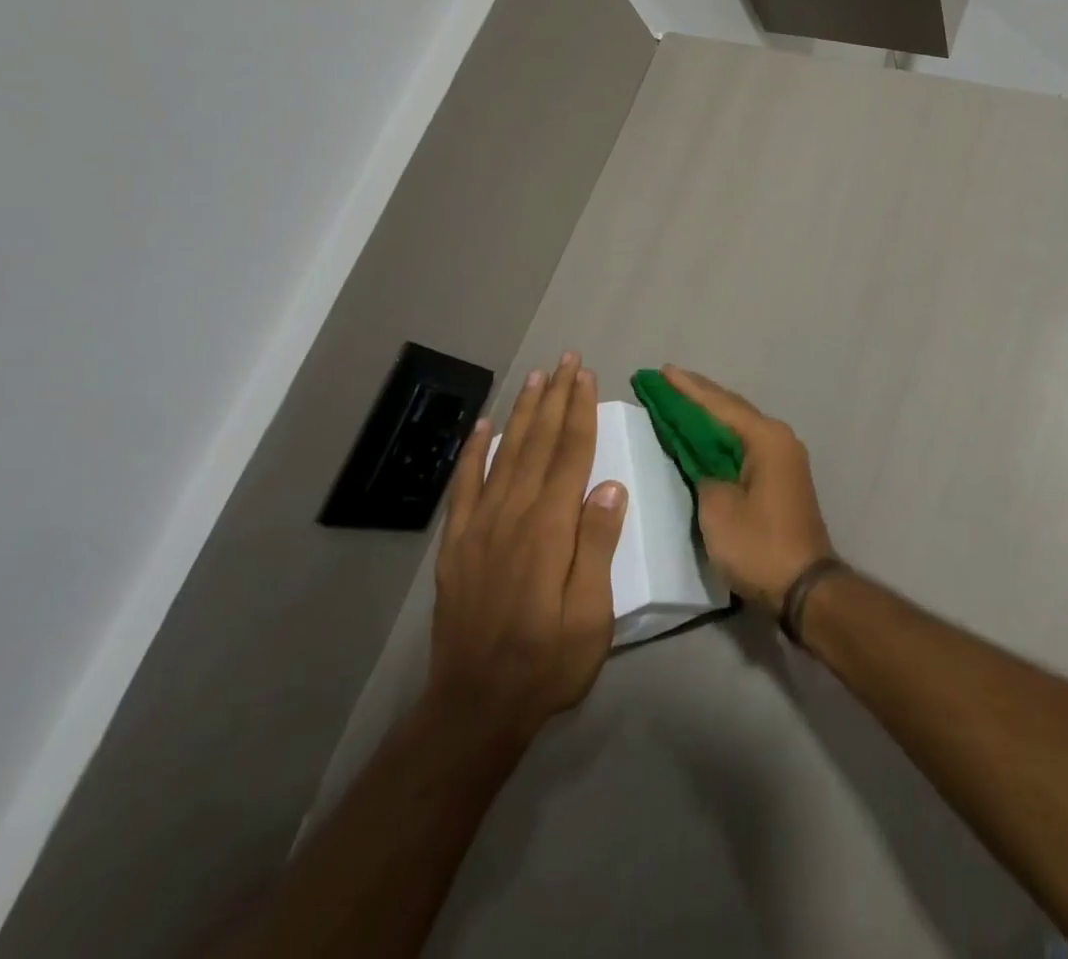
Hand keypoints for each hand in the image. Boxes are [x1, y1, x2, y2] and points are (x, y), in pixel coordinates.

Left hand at [427, 353, 627, 745]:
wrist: (475, 707)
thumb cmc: (548, 662)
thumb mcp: (591, 614)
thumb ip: (597, 545)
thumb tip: (610, 485)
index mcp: (549, 529)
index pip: (570, 456)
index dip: (579, 412)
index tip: (586, 376)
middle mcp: (512, 516)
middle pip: (538, 444)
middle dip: (554, 398)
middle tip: (565, 360)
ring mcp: (479, 528)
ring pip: (505, 455)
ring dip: (522, 413)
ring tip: (535, 378)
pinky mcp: (457, 545)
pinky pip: (465, 487)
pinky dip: (474, 452)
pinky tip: (485, 427)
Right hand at [665, 367, 834, 612]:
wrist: (805, 586)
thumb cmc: (759, 545)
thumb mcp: (717, 508)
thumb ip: (702, 472)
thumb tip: (701, 459)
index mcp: (765, 438)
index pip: (719, 404)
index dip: (686, 389)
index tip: (661, 371)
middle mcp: (778, 438)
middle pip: (731, 408)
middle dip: (697, 395)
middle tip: (664, 379)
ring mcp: (783, 457)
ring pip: (739, 425)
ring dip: (709, 414)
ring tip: (678, 398)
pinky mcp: (780, 476)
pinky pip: (744, 443)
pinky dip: (721, 436)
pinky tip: (703, 434)